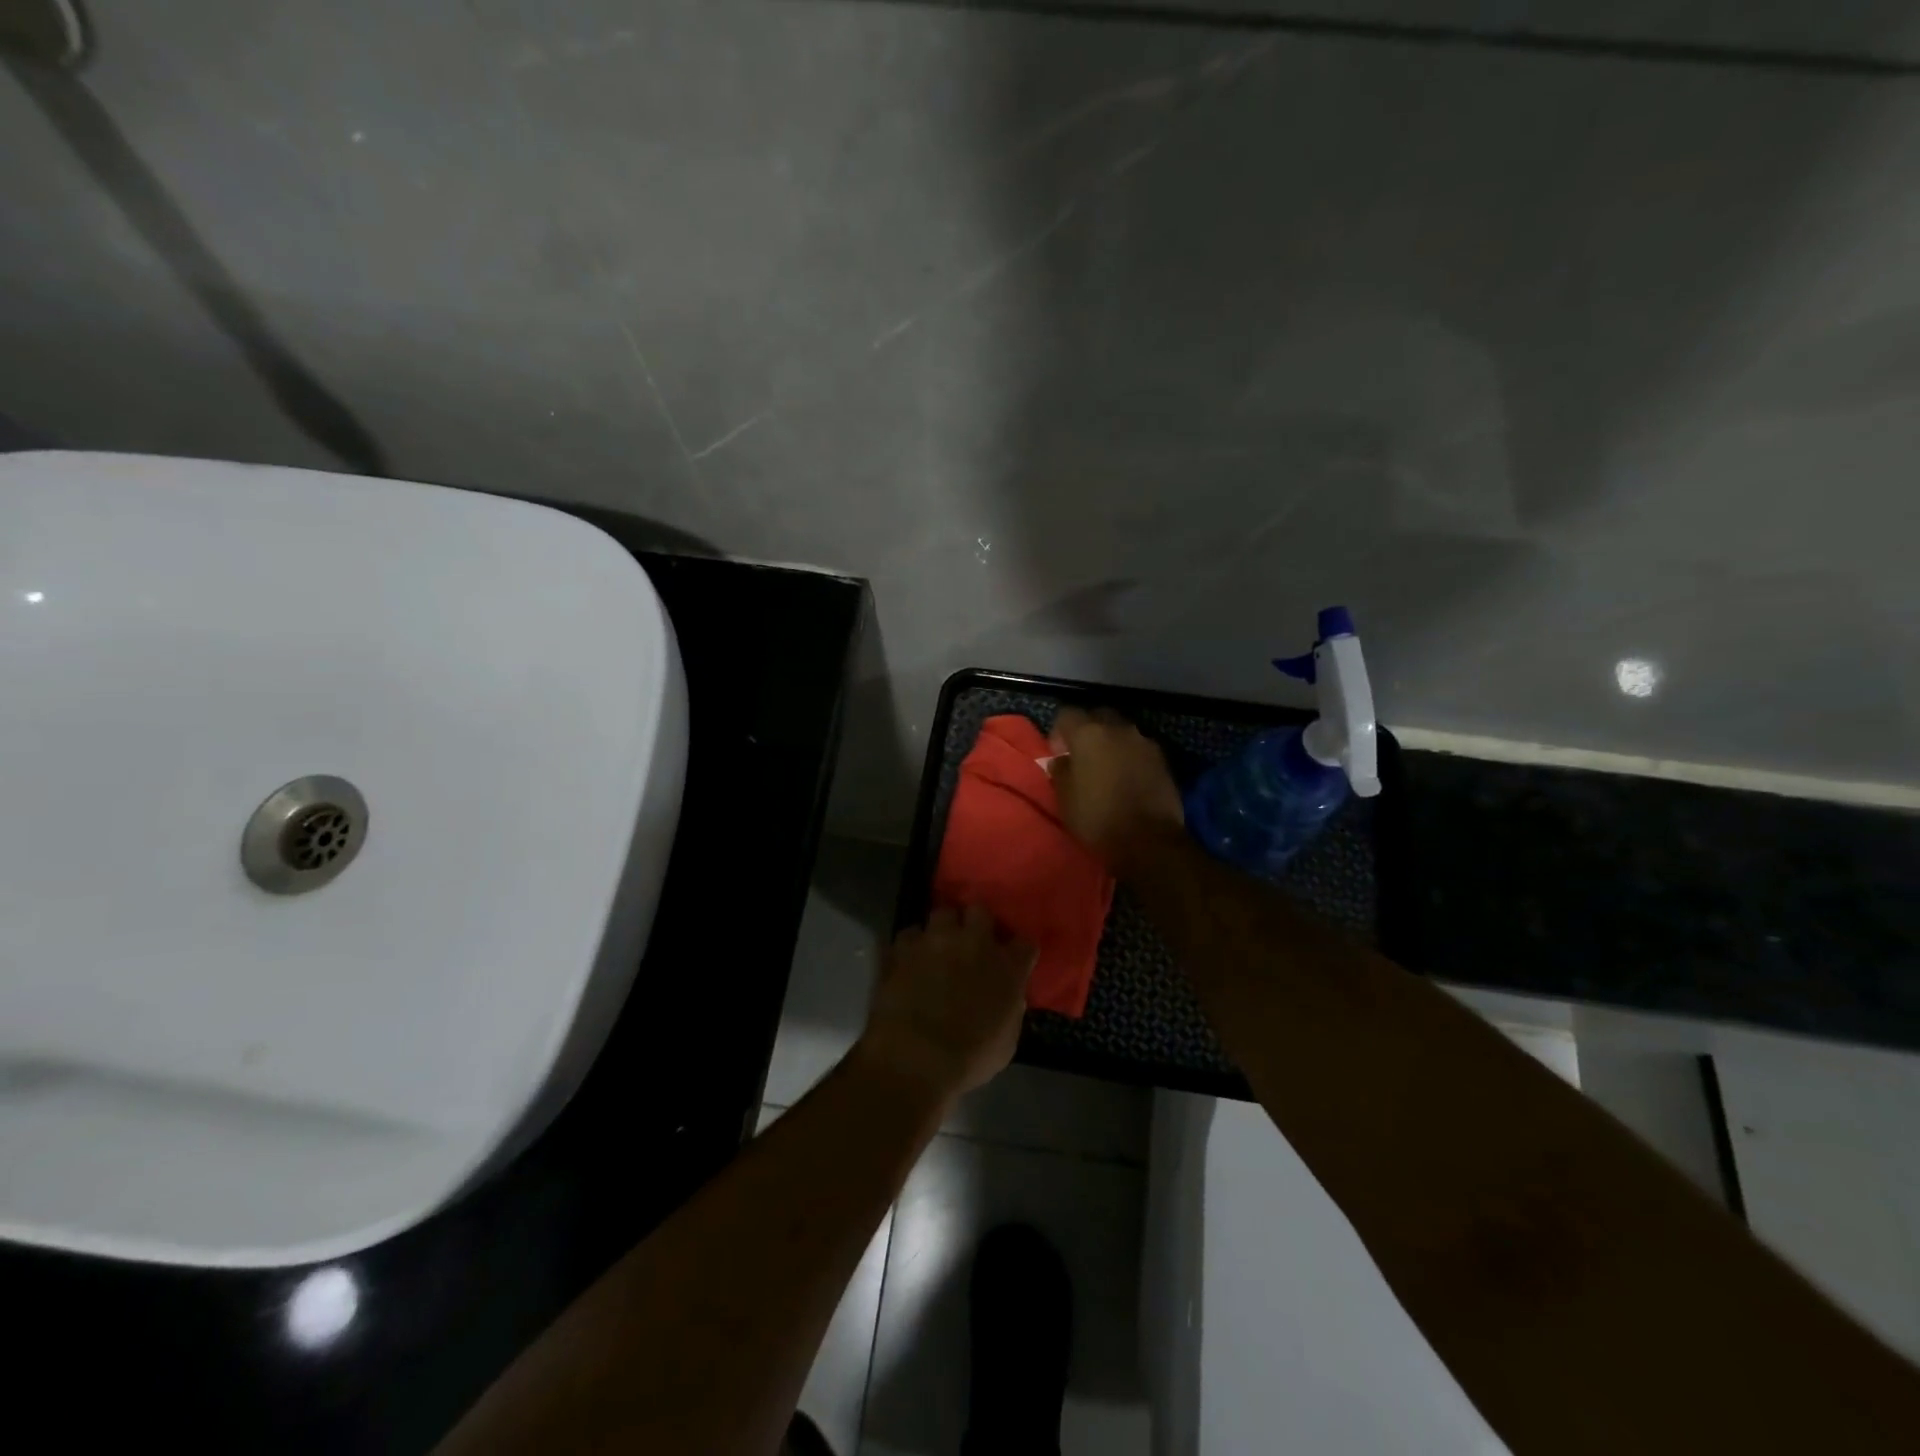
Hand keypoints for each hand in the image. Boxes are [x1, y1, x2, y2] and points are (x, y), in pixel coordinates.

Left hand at [858, 906, 1035, 1101]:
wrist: (914, 1058)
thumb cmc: (968, 1059)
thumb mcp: (1006, 1042)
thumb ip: (1010, 1010)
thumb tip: (1008, 998)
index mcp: (1007, 966)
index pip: (1025, 943)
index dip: (1018, 951)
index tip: (1013, 960)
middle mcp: (973, 942)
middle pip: (980, 911)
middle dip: (976, 922)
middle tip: (971, 942)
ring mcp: (936, 940)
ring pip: (941, 913)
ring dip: (942, 928)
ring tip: (937, 946)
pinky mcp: (902, 947)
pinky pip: (909, 935)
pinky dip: (910, 946)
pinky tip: (908, 961)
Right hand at [1048, 707, 1184, 872]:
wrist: (1149, 840)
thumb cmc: (1098, 818)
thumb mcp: (1065, 798)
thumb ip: (1060, 771)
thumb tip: (1062, 760)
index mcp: (1089, 734)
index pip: (1067, 714)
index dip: (1058, 732)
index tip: (1058, 754)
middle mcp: (1118, 729)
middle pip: (1098, 716)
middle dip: (1087, 730)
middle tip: (1082, 756)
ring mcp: (1144, 742)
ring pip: (1121, 731)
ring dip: (1111, 743)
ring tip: (1107, 768)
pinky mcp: (1163, 759)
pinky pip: (1139, 748)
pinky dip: (1130, 756)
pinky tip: (1128, 778)